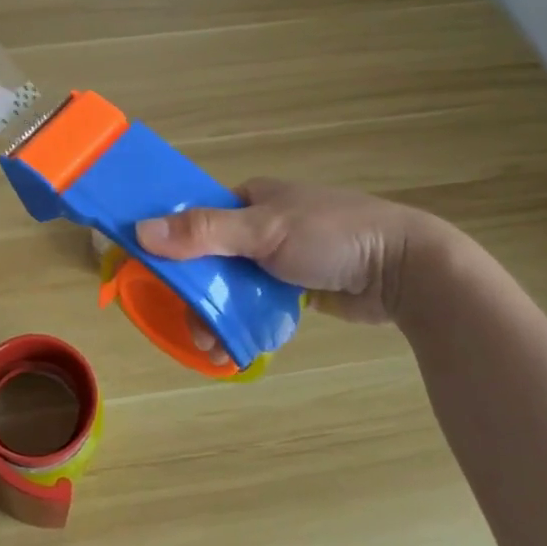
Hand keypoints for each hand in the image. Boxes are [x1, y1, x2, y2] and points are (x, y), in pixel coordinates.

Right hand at [136, 178, 448, 325]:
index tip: (155, 278)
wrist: (407, 269)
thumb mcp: (264, 230)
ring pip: (233, 285)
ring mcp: (281, 258)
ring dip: (219, 314)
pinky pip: (258, 302)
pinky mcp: (298, 287)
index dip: (171, 245)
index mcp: (252, 198)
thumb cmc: (333, 235)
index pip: (196, 217)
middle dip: (197, 294)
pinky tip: (238, 344)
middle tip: (192, 327)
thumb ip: (203, 232)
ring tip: (214, 347)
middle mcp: (262, 224)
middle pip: (211, 258)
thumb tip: (140, 232)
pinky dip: (246, 320)